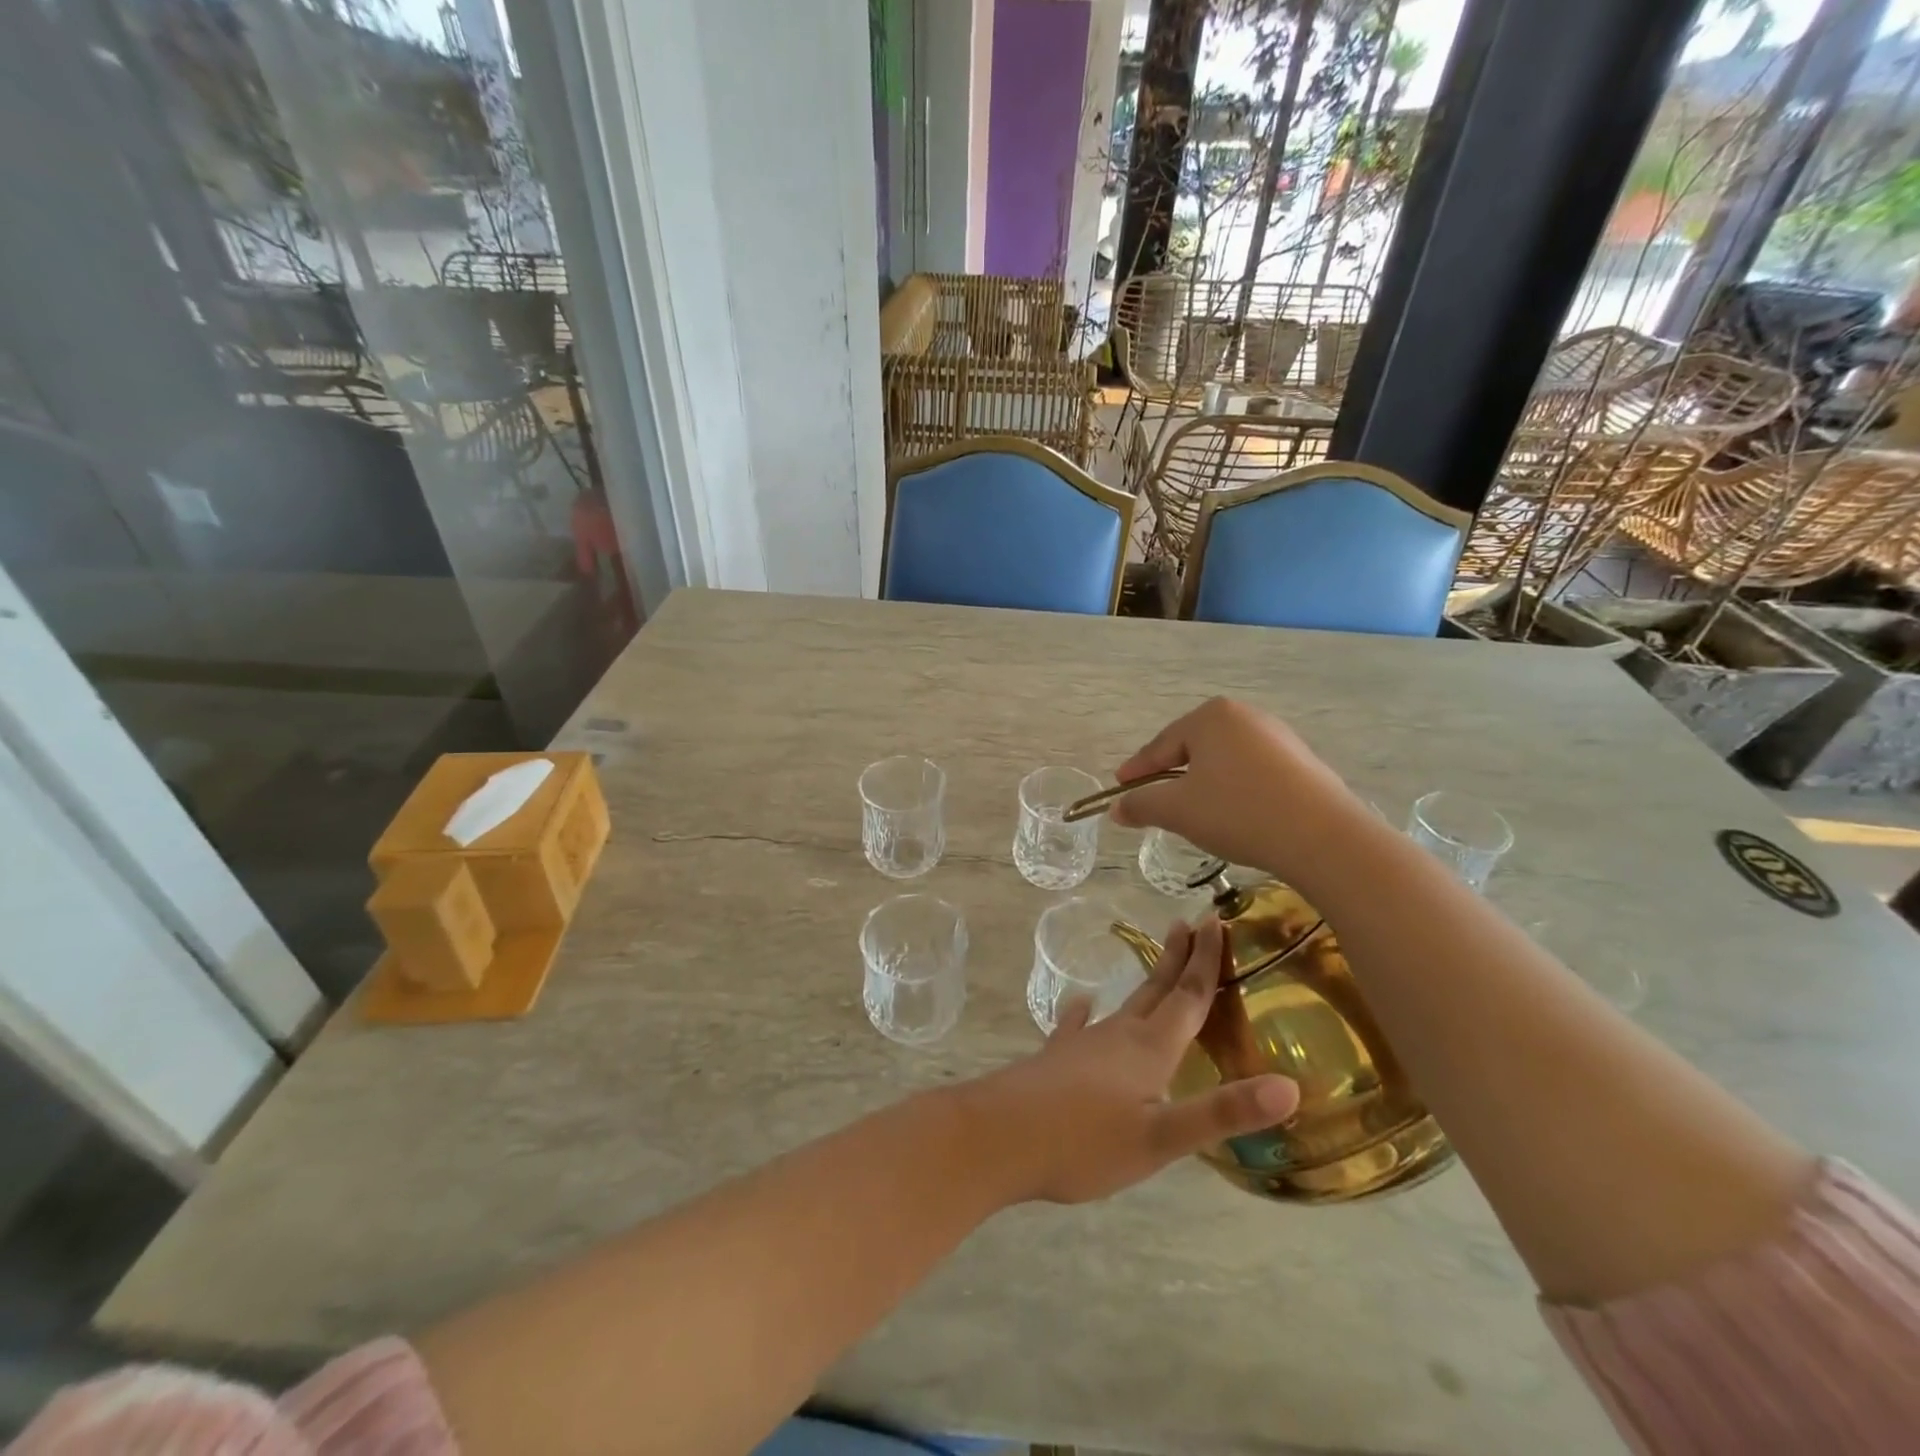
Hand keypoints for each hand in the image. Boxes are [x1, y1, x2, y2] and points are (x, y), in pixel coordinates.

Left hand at [960, 918, 1299, 1204]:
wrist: (998, 1136)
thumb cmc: (1084, 1142)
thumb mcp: (1161, 1138)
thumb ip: (1222, 1112)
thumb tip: (1291, 1086)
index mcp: (1149, 1049)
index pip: (1188, 997)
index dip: (1206, 961)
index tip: (1217, 922)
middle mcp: (1118, 1036)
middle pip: (1157, 990)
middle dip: (1178, 958)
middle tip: (1192, 922)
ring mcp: (1083, 1045)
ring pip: (1124, 1005)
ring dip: (1147, 983)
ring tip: (1157, 964)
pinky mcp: (1057, 1059)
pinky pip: (1077, 1027)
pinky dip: (1084, 1013)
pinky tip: (1080, 1003)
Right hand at [1107, 697, 1356, 882]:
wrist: (1321, 836)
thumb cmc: (1238, 811)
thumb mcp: (1177, 810)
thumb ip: (1141, 804)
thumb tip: (1117, 809)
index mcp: (1211, 717)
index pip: (1161, 744)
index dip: (1137, 769)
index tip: (1120, 787)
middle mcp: (1245, 716)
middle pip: (1193, 748)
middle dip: (1172, 774)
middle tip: (1155, 800)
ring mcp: (1278, 737)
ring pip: (1224, 761)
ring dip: (1204, 784)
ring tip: (1194, 812)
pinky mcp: (1302, 762)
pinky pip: (1253, 773)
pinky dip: (1235, 790)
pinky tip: (1235, 815)